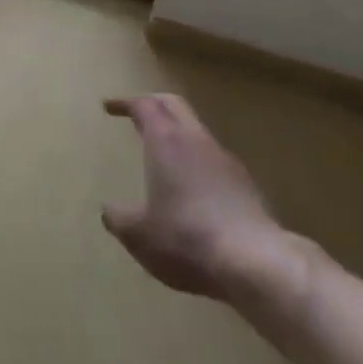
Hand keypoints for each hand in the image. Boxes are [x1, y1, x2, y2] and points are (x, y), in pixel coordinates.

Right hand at [102, 93, 296, 297]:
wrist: (254, 261)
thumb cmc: (185, 239)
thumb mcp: (140, 235)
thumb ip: (120, 219)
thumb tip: (108, 210)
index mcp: (165, 140)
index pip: (143, 105)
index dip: (125, 102)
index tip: (109, 106)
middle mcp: (195, 139)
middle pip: (173, 104)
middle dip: (153, 103)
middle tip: (136, 112)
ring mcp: (223, 158)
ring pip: (196, 129)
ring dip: (177, 131)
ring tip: (164, 150)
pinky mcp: (244, 182)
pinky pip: (213, 157)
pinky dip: (196, 158)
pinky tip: (193, 185)